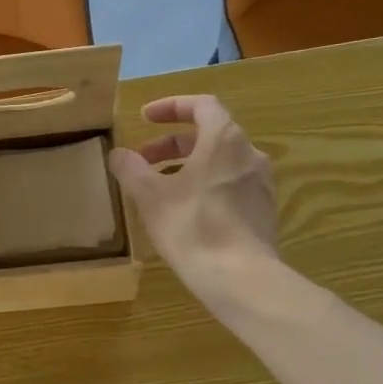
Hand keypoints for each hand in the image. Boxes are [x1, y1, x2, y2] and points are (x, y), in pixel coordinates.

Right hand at [108, 96, 279, 308]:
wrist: (240, 277)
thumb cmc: (192, 227)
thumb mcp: (150, 196)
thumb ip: (132, 169)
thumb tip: (118, 154)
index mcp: (224, 139)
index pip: (201, 105)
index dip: (171, 107)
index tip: (145, 118)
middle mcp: (249, 153)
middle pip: (209, 134)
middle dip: (172, 144)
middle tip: (144, 161)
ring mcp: (261, 183)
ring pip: (220, 161)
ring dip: (188, 166)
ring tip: (161, 188)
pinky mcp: (264, 210)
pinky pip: (231, 185)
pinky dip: (206, 185)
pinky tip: (186, 211)